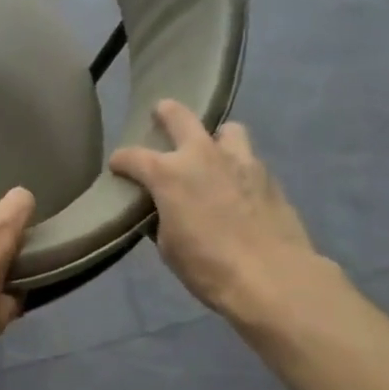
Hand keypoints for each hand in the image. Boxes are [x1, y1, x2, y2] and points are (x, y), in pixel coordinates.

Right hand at [109, 101, 343, 334]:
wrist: (272, 276)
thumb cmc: (207, 266)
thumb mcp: (168, 246)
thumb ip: (162, 219)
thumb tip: (162, 211)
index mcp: (169, 174)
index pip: (133, 157)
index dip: (120, 161)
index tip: (116, 167)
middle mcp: (203, 156)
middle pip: (181, 118)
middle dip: (167, 113)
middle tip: (161, 114)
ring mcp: (241, 161)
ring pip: (227, 130)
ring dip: (215, 138)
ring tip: (211, 153)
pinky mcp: (268, 176)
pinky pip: (248, 159)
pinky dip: (237, 166)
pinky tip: (236, 186)